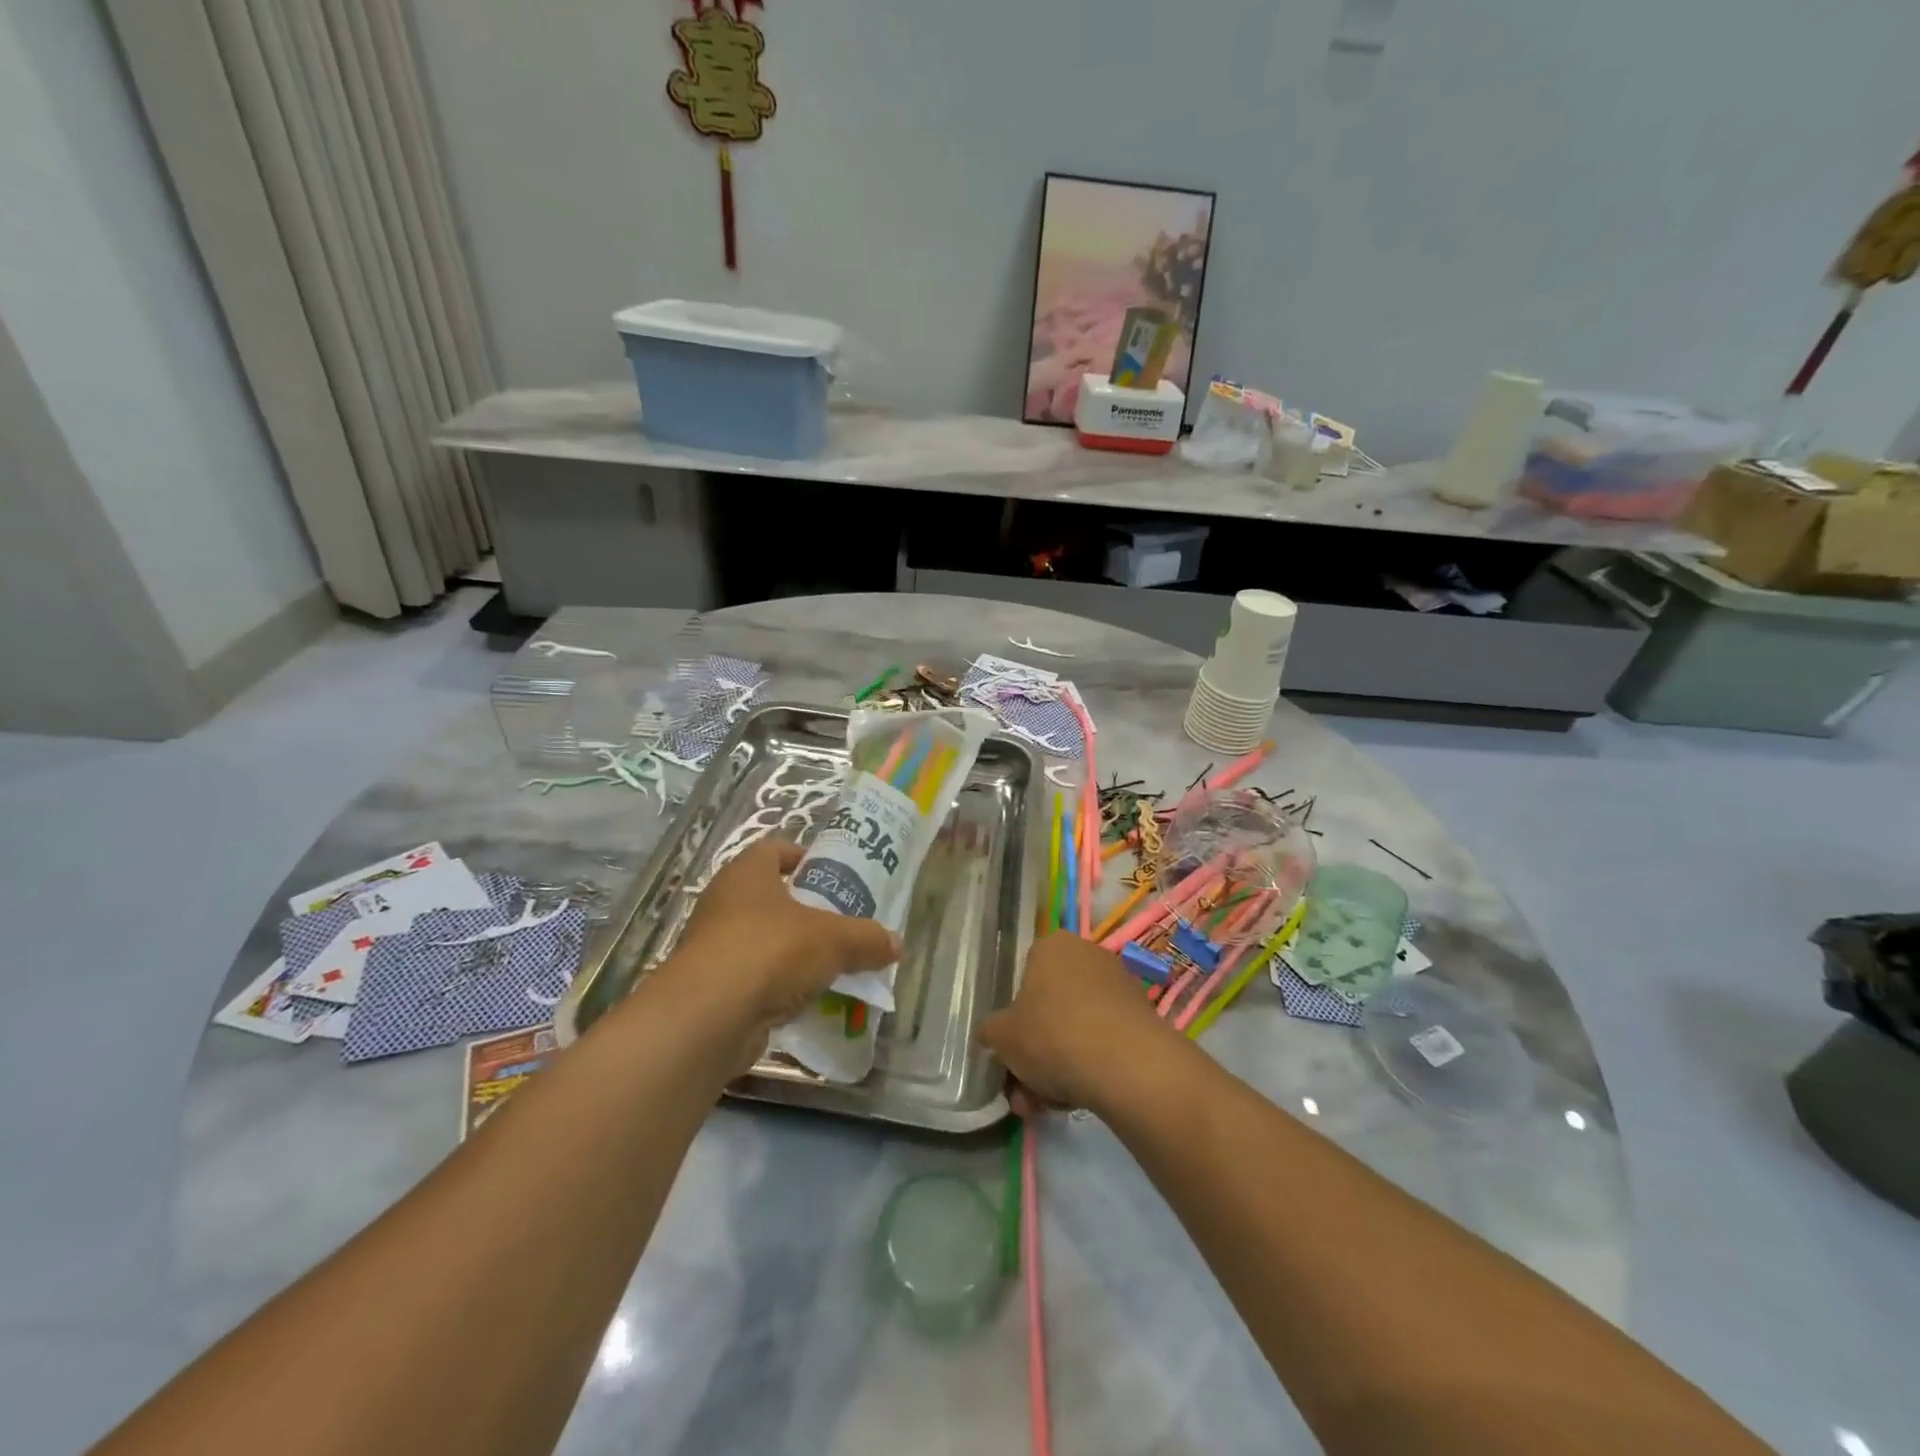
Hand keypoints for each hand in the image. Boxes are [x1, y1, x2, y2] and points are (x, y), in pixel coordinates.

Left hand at [665, 838, 900, 1035]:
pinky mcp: (711, 987)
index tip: (832, 876)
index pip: (775, 849)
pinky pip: (754, 978)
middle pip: (771, 896)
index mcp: (747, 873)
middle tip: (842, 923)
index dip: (803, 857)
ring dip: (793, 952)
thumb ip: (867, 938)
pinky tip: (807, 1001)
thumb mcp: (832, 940)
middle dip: (806, 910)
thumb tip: (896, 943)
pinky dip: (778, 986)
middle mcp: (724, 902)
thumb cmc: (769, 952)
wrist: (706, 1018)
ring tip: (831, 965)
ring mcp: (713, 946)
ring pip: (763, 940)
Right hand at [979, 931, 1177, 1113]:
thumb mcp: (1002, 1037)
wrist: (1129, 1065)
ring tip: (1048, 1107)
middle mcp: (1087, 955)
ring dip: (1059, 1067)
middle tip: (1025, 1091)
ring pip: (1076, 1028)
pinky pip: (1104, 1040)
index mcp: (1051, 946)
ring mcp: (1119, 985)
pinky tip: (1079, 1100)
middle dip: (1035, 1052)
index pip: (1024, 976)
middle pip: (1051, 1007)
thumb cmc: (1053, 1035)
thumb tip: (991, 1034)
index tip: (1011, 1052)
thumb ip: (990, 1031)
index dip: (1014, 1018)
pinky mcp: (1142, 1016)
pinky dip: (1090, 1066)